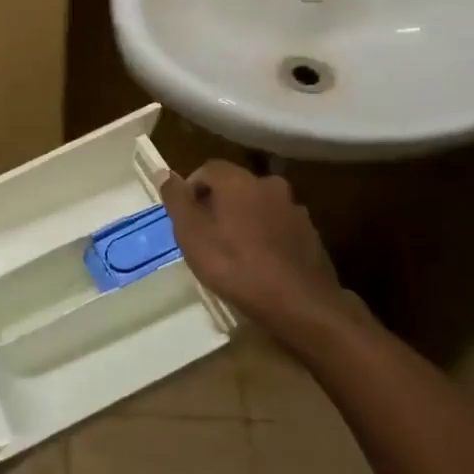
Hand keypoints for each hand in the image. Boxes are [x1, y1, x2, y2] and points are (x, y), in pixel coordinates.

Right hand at [160, 161, 359, 345]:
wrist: (299, 304)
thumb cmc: (235, 266)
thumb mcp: (191, 235)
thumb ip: (176, 200)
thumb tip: (163, 172)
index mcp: (238, 180)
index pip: (208, 168)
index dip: (192, 190)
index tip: (186, 219)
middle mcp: (268, 184)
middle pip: (235, 186)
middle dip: (218, 204)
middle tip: (207, 236)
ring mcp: (294, 208)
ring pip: (258, 205)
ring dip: (244, 219)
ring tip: (235, 252)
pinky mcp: (310, 233)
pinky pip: (278, 226)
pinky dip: (266, 235)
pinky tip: (261, 262)